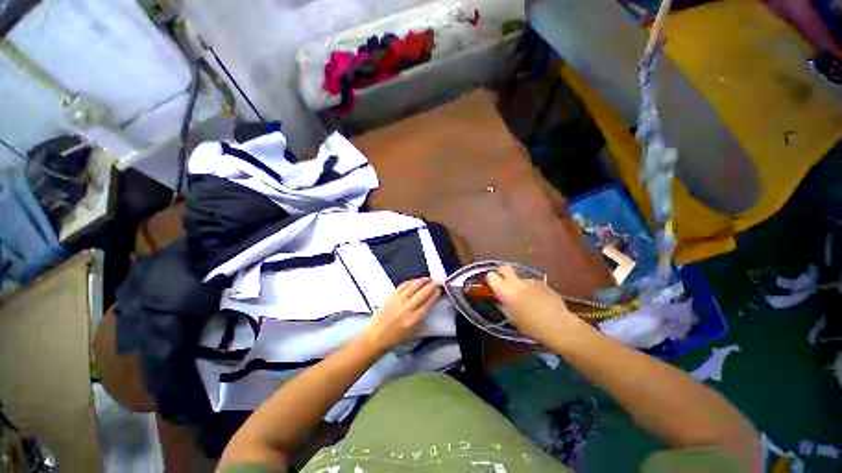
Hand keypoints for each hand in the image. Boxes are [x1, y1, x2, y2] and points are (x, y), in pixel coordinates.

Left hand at [363, 278, 441, 352]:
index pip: (428, 302)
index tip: (439, 289)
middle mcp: (407, 308)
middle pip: (423, 292)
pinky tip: (415, 281)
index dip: (435, 294)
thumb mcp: (414, 334)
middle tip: (437, 281)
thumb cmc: (396, 338)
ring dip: (422, 280)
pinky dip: (410, 282)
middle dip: (431, 285)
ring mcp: (399, 301)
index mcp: (414, 319)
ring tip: (428, 279)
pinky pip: (403, 286)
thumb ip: (423, 321)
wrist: (376, 336)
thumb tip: (429, 307)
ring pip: (413, 286)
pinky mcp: (391, 297)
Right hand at [486, 266, 583, 342]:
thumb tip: (499, 300)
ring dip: (518, 283)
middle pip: (504, 268)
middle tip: (503, 282)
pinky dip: (531, 288)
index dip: (490, 280)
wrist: (558, 325)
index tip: (491, 286)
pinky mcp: (542, 283)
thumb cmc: (530, 326)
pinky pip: (531, 283)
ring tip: (525, 297)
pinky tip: (537, 300)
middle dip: (501, 272)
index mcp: (505, 290)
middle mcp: (516, 282)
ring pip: (519, 277)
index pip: (491, 276)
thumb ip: (502, 305)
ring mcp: (530, 281)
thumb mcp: (511, 318)